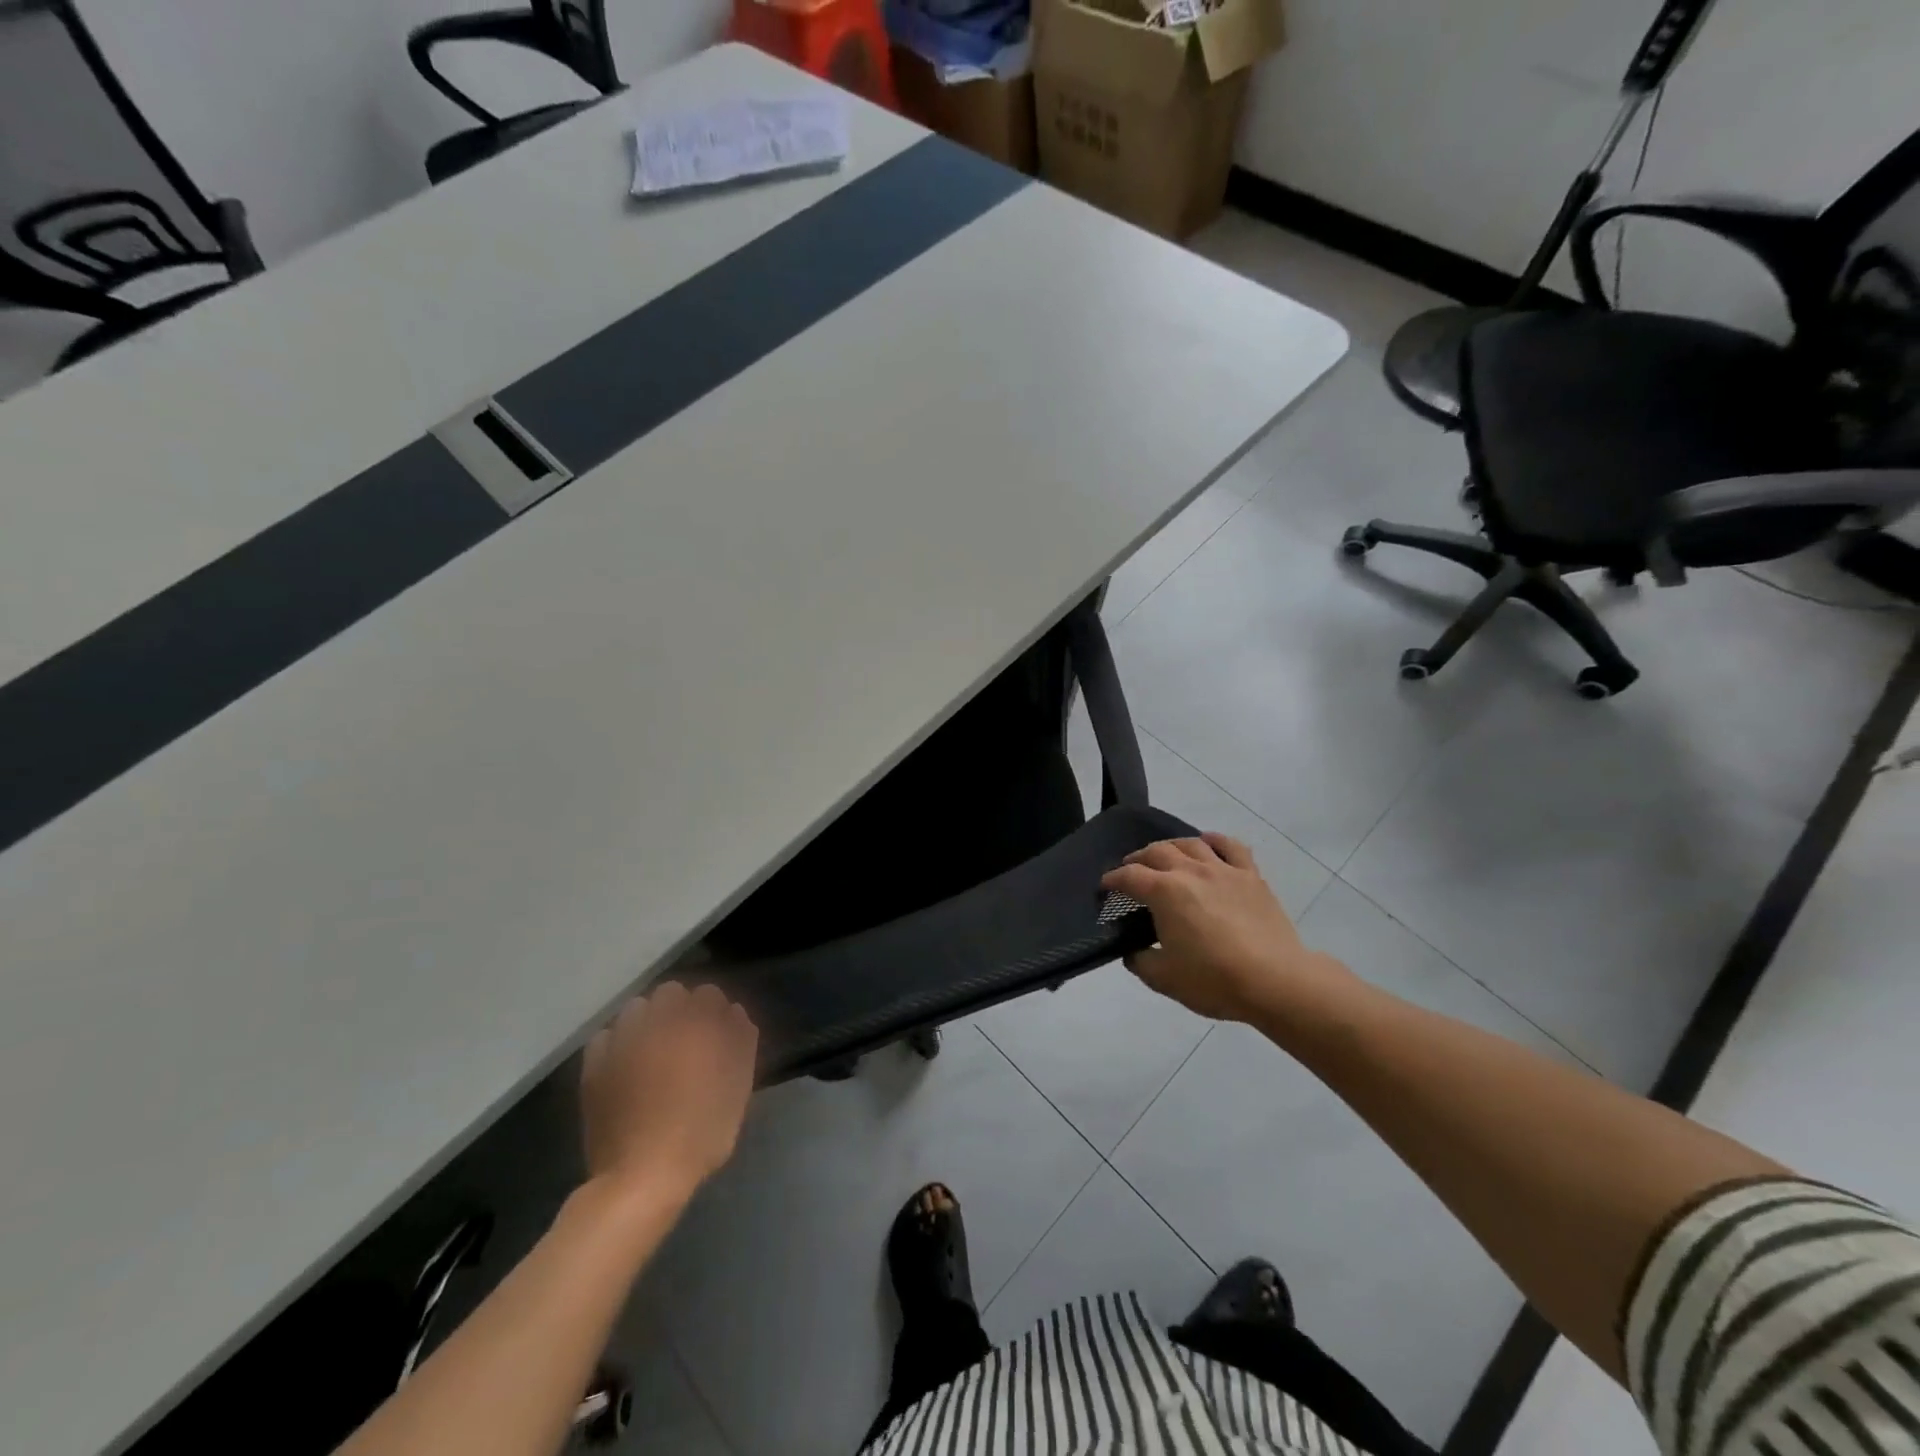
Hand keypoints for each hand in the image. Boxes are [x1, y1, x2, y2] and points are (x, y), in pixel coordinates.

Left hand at [581, 982, 758, 1206]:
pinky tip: (624, 1064)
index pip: (709, 993)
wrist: (643, 1175)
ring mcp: (624, 1039)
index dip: (715, 1012)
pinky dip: (617, 1042)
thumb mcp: (738, 1088)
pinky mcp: (595, 1063)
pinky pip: (607, 1034)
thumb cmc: (702, 1132)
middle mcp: (660, 1021)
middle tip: (685, 1042)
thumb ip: (741, 1042)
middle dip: (680, 1009)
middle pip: (671, 993)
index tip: (718, 1035)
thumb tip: (734, 1012)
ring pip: (637, 1007)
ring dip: (648, 1020)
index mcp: (699, 1024)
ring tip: (652, 1050)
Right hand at [1102, 835, 1349, 1023]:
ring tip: (1166, 857)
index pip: (1129, 876)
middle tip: (1131, 871)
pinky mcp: (1250, 876)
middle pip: (1157, 851)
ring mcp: (1223, 869)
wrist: (1275, 981)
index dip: (1112, 880)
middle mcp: (1190, 871)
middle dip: (1138, 859)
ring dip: (1171, 846)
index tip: (1105, 888)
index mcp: (1164, 892)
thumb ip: (1140, 961)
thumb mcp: (1163, 979)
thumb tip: (1133, 951)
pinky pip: (1231, 846)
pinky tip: (1207, 843)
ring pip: (1190, 843)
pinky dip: (1215, 840)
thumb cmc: (1214, 980)